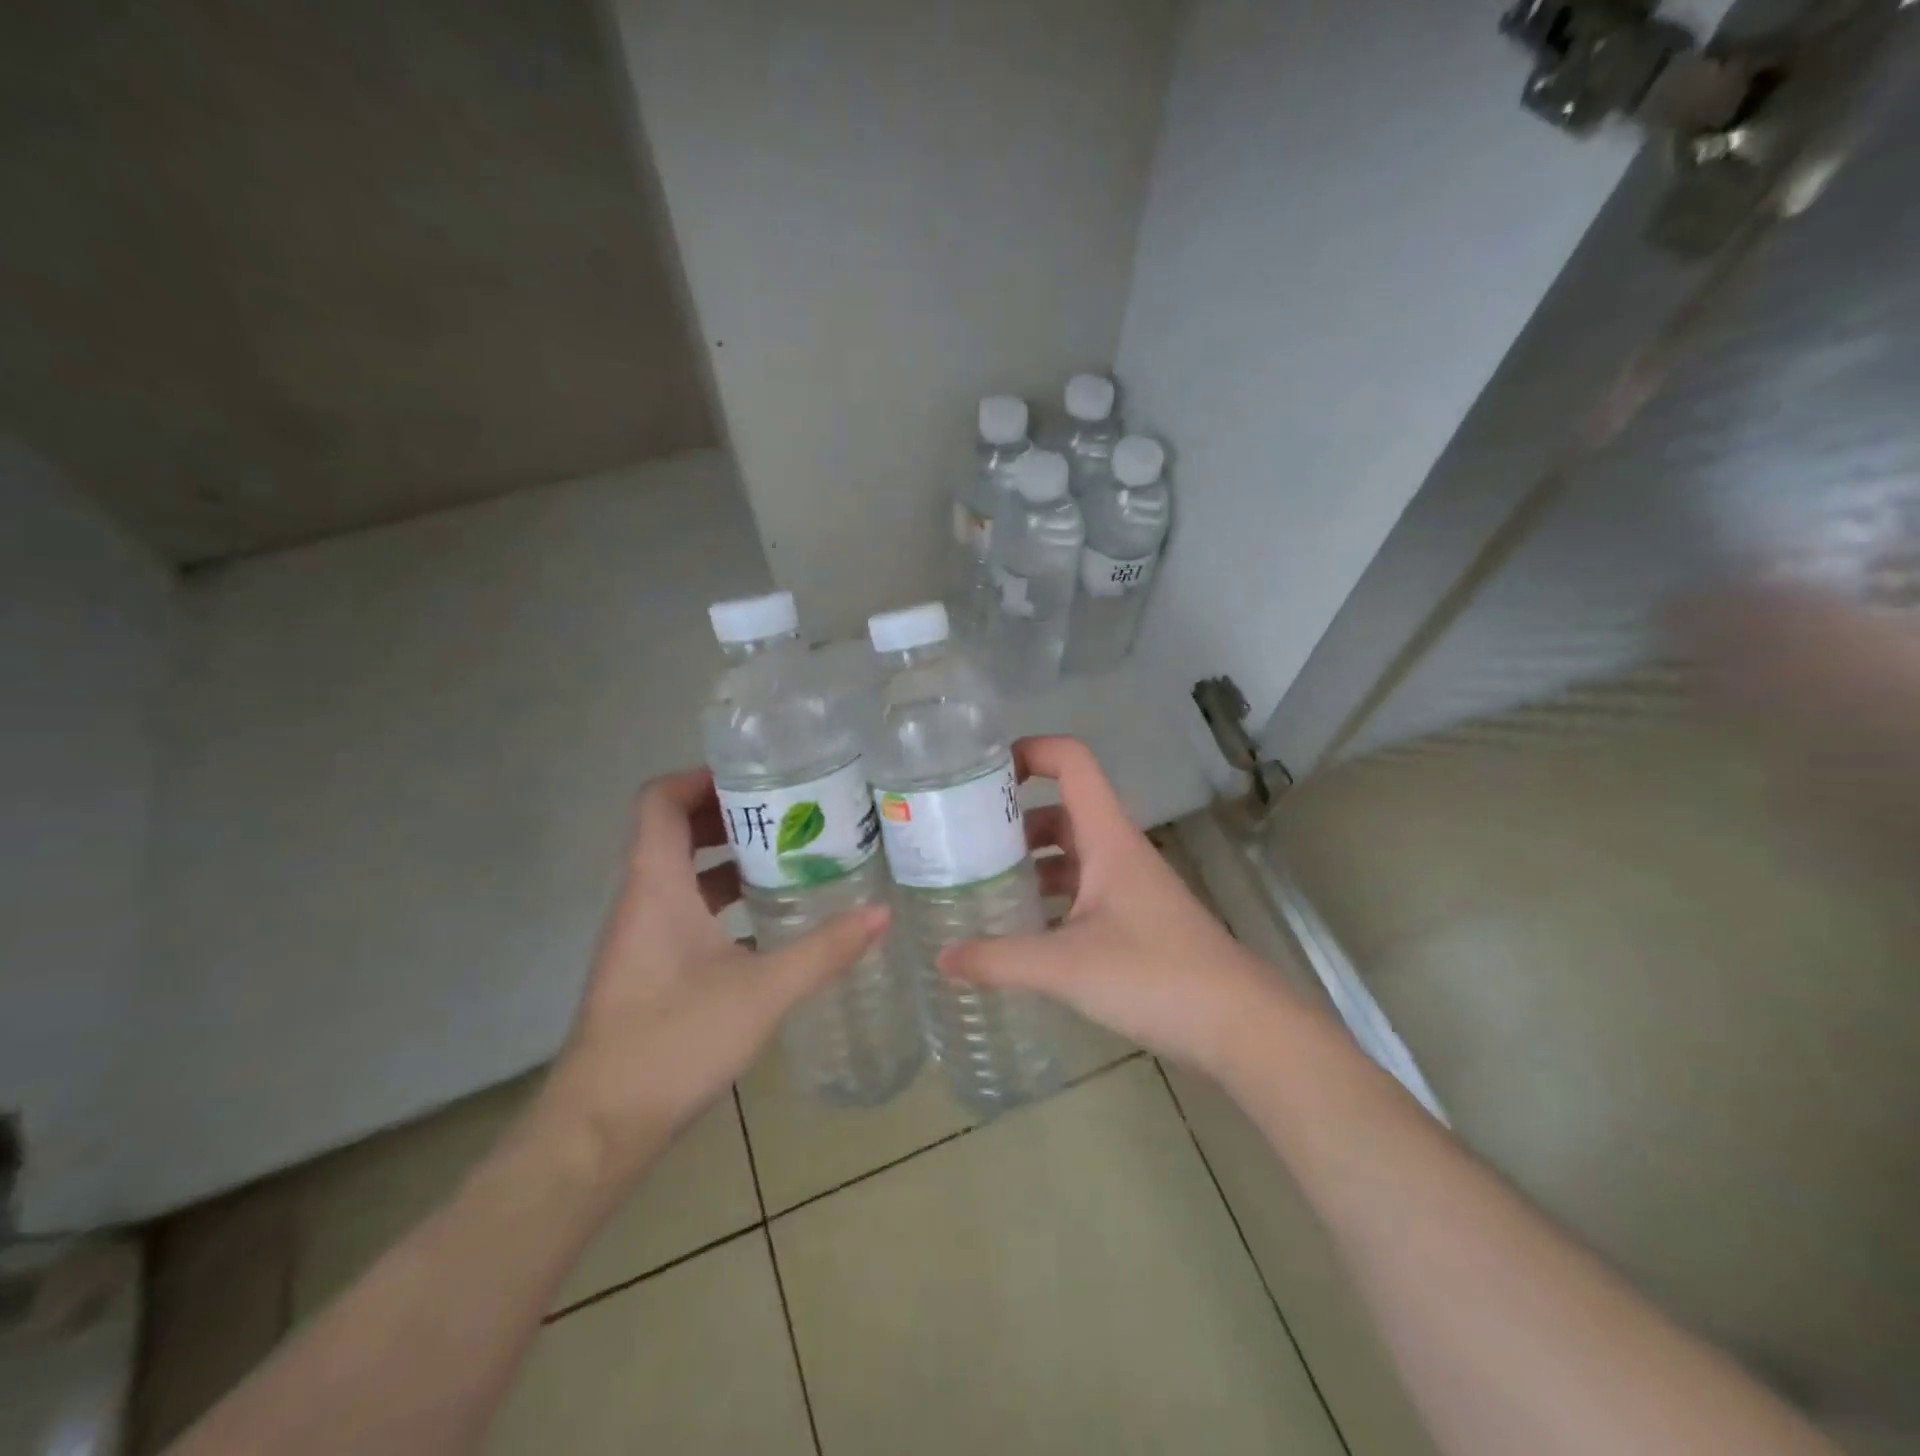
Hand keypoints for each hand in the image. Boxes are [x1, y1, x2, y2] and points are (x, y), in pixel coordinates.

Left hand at [541, 767, 888, 1179]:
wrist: (601, 1128)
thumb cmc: (673, 1042)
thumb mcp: (762, 992)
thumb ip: (825, 951)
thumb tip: (883, 913)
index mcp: (656, 886)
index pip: (658, 801)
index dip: (700, 778)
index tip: (756, 776)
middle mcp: (642, 900)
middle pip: (674, 830)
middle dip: (729, 814)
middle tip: (790, 810)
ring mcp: (643, 936)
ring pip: (682, 873)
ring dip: (729, 857)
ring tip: (791, 854)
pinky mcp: (650, 967)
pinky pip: (686, 910)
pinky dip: (724, 900)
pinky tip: (771, 919)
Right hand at [939, 736, 1291, 1074]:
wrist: (1240, 1025)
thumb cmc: (1155, 976)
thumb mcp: (1067, 967)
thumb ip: (1000, 960)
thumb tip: (941, 959)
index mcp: (1107, 837)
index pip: (1072, 762)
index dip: (1030, 751)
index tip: (981, 773)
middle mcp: (1118, 851)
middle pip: (1062, 810)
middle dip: (1013, 818)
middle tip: (963, 839)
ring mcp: (1128, 886)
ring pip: (1071, 854)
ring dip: (1030, 861)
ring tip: (980, 884)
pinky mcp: (1134, 921)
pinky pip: (1081, 891)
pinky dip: (1049, 898)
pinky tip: (1020, 930)